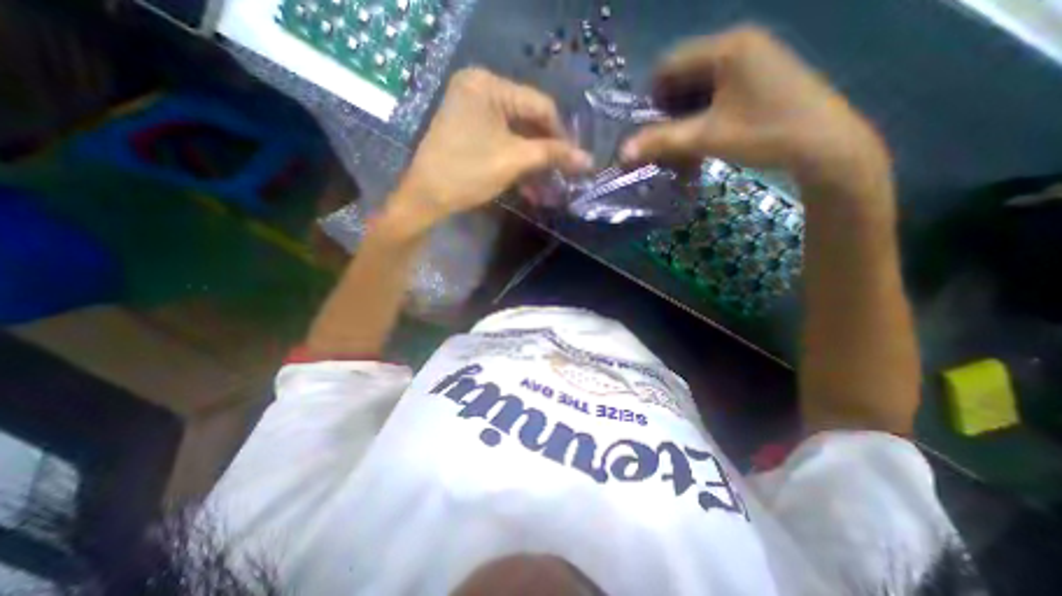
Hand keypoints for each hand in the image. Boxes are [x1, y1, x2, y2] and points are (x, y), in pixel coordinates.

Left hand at [385, 67, 593, 235]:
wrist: (426, 197)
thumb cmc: (468, 173)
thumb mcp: (514, 161)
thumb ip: (552, 155)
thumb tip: (588, 160)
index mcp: (488, 85)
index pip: (539, 105)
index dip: (561, 134)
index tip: (574, 160)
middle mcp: (480, 88)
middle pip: (528, 120)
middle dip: (545, 152)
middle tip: (562, 175)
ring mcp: (472, 109)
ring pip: (516, 134)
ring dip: (533, 162)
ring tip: (548, 186)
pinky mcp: (469, 129)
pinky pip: (502, 141)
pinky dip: (516, 162)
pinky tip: (529, 184)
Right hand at [619, 25, 888, 197]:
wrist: (825, 145)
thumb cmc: (765, 134)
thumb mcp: (706, 138)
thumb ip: (661, 142)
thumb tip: (622, 153)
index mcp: (727, 48)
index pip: (668, 65)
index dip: (652, 99)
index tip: (649, 129)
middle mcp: (739, 44)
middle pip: (683, 75)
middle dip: (668, 110)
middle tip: (665, 140)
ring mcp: (752, 59)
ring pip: (699, 86)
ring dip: (684, 116)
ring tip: (683, 144)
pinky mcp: (759, 77)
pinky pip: (717, 92)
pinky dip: (703, 115)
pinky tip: (703, 136)